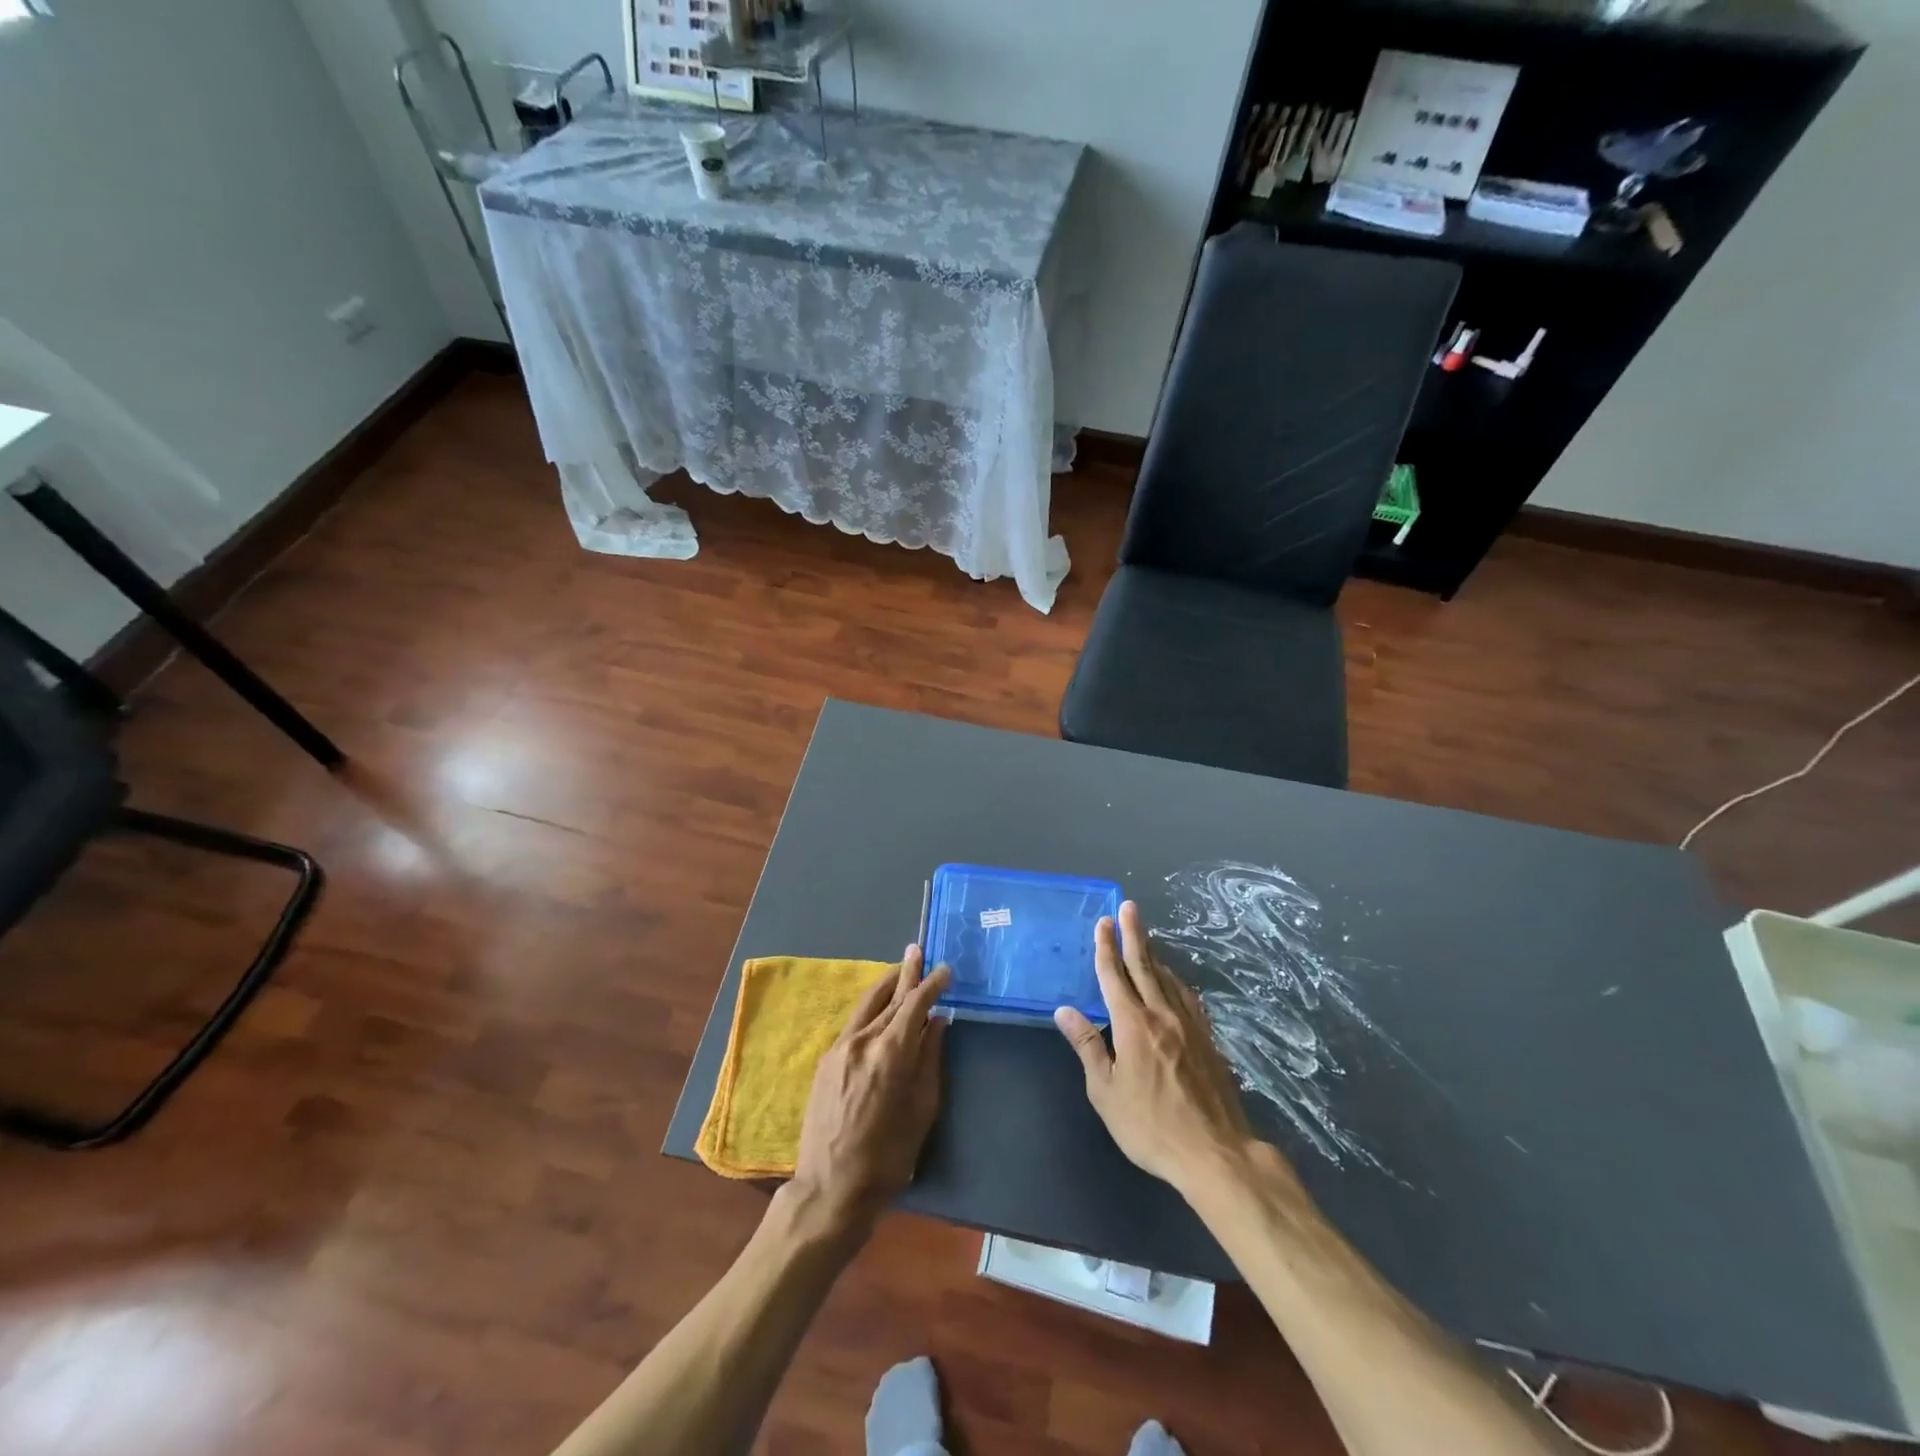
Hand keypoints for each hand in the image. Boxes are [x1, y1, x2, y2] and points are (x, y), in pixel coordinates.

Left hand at [789, 946, 950, 1236]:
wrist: (830, 1189)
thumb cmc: (888, 1157)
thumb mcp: (923, 1110)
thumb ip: (931, 1060)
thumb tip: (938, 1023)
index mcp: (891, 1052)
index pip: (915, 1003)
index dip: (931, 983)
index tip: (945, 969)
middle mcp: (863, 1039)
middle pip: (889, 996)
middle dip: (907, 972)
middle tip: (918, 950)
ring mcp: (840, 1048)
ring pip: (867, 1004)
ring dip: (886, 985)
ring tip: (901, 969)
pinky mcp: (826, 1060)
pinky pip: (854, 1023)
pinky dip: (871, 1008)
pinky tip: (880, 1009)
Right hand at [1055, 902, 1267, 1197]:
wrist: (1216, 1152)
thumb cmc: (1151, 1126)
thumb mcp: (1106, 1092)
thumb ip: (1088, 1046)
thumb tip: (1065, 1010)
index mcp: (1133, 1025)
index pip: (1114, 977)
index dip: (1106, 948)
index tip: (1102, 922)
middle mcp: (1162, 1015)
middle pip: (1144, 966)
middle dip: (1134, 935)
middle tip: (1129, 907)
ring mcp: (1190, 1026)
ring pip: (1168, 979)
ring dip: (1154, 954)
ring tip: (1146, 937)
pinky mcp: (1208, 1040)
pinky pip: (1188, 998)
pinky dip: (1176, 981)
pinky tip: (1176, 982)